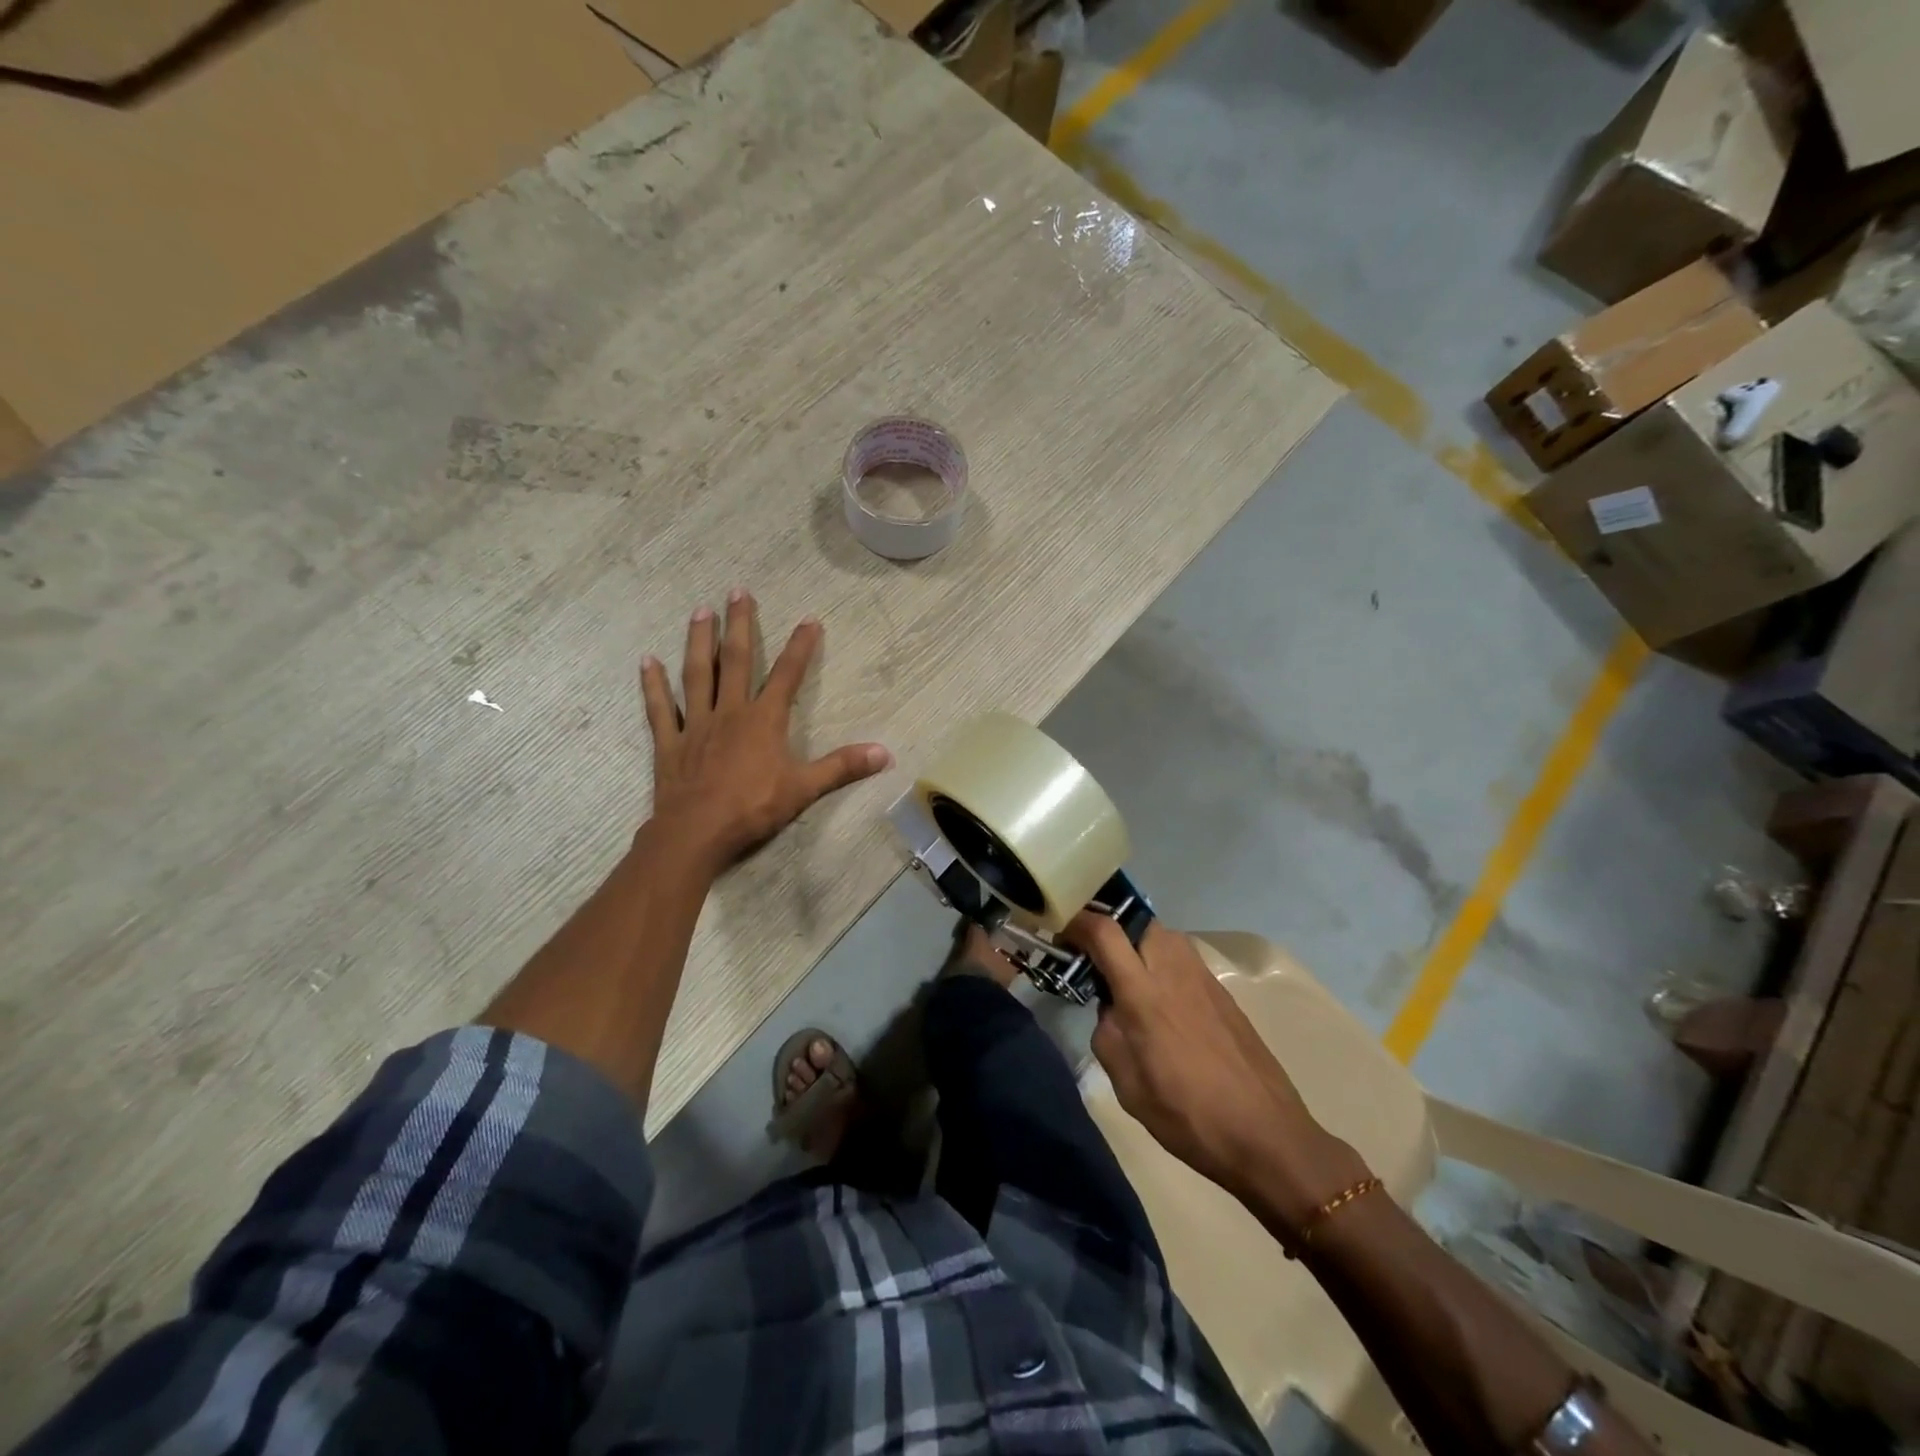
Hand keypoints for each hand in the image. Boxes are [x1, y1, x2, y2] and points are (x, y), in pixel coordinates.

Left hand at [640, 591, 891, 868]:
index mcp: (764, 720)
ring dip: (698, 641)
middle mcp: (730, 712)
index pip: (787, 675)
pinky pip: (661, 708)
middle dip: (739, 625)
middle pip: (735, 661)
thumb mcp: (805, 788)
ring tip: (700, 611)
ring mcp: (697, 724)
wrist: (697, 832)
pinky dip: (654, 685)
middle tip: (738, 591)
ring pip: (697, 674)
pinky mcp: (670, 742)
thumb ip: (843, 767)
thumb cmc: (753, 808)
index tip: (809, 620)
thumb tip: (885, 753)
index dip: (800, 647)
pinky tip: (647, 661)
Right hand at [1067, 915, 1368, 1231]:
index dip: (1078, 922)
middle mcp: (1173, 971)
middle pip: (1136, 920)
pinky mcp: (1221, 990)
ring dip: (1138, 942)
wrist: (1266, 1134)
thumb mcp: (1127, 1084)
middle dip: (1110, 927)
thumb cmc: (1187, 1115)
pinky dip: (1161, 960)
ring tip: (1125, 973)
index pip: (1104, 932)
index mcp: (1143, 993)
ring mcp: (1202, 977)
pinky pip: (1181, 956)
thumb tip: (1110, 1008)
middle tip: (1093, 952)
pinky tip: (1160, 996)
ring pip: (1162, 935)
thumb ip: (1108, 1032)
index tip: (1061, 930)